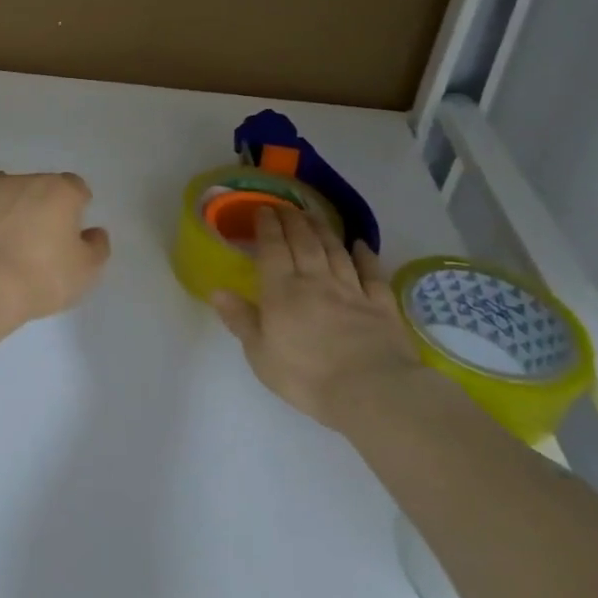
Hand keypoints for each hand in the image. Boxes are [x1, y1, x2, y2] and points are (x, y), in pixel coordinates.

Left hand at [0, 171, 111, 326]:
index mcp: (58, 190)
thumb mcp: (85, 272)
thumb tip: (93, 233)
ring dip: (6, 209)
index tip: (71, 233)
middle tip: (38, 242)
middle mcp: (21, 181)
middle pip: (37, 187)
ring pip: (1, 192)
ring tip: (3, 242)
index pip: (75, 188)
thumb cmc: (39, 277)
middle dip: (39, 207)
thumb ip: (95, 248)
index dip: (76, 209)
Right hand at [211, 207, 426, 429]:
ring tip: (314, 214)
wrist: (372, 391)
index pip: (273, 249)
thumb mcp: (260, 354)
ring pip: (335, 251)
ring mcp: (351, 290)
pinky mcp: (380, 305)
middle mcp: (315, 281)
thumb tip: (217, 291)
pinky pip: (372, 273)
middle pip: (304, 242)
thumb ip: (240, 319)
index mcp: (282, 291)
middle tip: (286, 206)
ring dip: (323, 230)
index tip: (263, 209)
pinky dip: (365, 256)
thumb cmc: (306, 376)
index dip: (267, 227)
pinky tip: (360, 245)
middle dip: (293, 220)